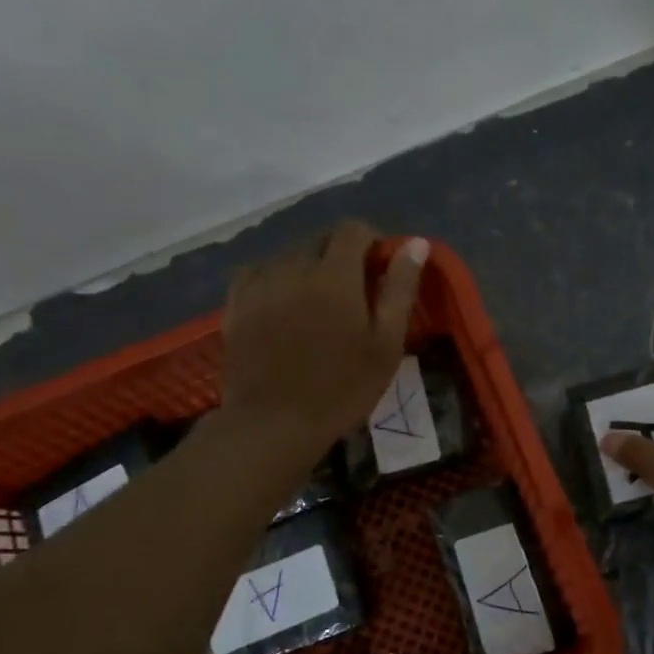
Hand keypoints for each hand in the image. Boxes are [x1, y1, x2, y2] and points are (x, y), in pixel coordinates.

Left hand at [218, 221, 427, 463]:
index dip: (372, 242)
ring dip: (308, 268)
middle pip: (320, 240)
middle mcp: (294, 267)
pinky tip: (283, 304)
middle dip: (341, 255)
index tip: (380, 270)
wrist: (274, 423)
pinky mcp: (236, 303)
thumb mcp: (386, 343)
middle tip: (353, 294)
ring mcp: (260, 284)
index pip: (353, 230)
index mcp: (335, 274)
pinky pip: (258, 272)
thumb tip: (417, 243)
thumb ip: (400, 288)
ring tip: (317, 305)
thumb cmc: (342, 388)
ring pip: (290, 256)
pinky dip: (276, 279)